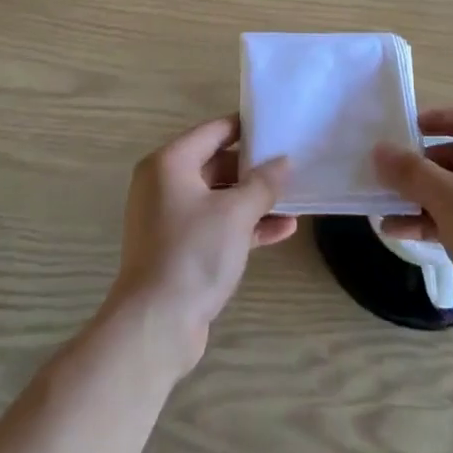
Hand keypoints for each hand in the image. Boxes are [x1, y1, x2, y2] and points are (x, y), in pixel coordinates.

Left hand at [108, 116, 295, 376]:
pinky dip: (246, 225)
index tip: (280, 128)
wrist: (157, 325)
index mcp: (169, 163)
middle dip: (255, 168)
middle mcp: (165, 184)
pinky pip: (217, 225)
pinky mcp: (181, 249)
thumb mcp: (235, 213)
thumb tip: (283, 162)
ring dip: (255, 200)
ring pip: (220, 198)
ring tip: (295, 198)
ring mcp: (171, 218)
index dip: (247, 128)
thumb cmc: (193, 253)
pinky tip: (284, 229)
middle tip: (293, 165)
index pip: (214, 131)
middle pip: (217, 163)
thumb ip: (263, 183)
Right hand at [373, 106, 452, 353]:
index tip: (405, 129)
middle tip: (389, 172)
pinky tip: (399, 232)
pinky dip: (434, 221)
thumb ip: (410, 171)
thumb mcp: (447, 198)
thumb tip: (379, 150)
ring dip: (422, 197)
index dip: (437, 119)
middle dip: (422, 165)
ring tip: (385, 206)